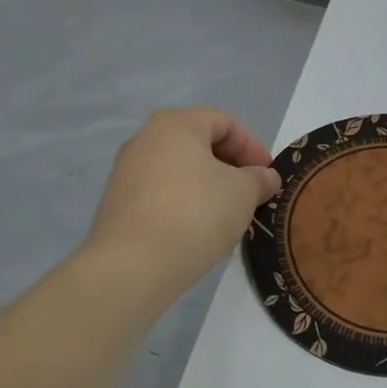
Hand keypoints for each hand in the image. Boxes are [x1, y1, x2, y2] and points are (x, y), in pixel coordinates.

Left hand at [84, 107, 281, 302]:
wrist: (133, 265)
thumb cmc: (196, 213)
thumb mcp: (243, 193)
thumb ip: (259, 179)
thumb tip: (264, 177)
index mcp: (176, 124)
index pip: (225, 122)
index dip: (253, 147)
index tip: (268, 177)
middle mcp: (145, 139)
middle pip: (199, 144)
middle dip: (231, 168)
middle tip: (252, 195)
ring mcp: (126, 172)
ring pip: (180, 171)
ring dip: (209, 188)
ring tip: (228, 216)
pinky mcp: (118, 204)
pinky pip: (162, 194)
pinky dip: (186, 204)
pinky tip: (199, 231)